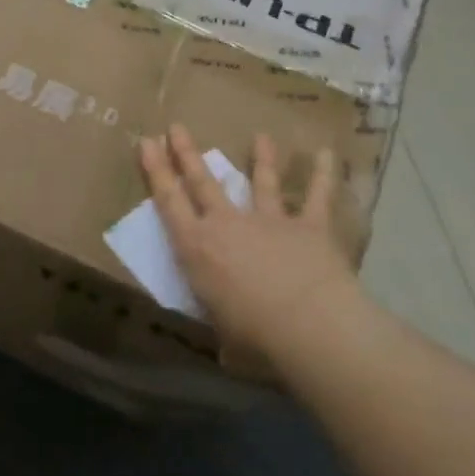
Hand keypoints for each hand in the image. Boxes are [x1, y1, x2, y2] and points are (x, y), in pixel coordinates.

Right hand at [137, 124, 361, 371]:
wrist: (309, 325)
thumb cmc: (253, 336)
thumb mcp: (222, 331)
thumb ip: (223, 324)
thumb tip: (227, 348)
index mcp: (197, 247)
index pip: (168, 201)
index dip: (155, 170)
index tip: (146, 142)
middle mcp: (227, 224)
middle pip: (203, 182)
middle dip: (187, 153)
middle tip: (176, 127)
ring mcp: (269, 220)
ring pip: (261, 182)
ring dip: (261, 159)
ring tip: (260, 137)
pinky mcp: (309, 226)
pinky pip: (318, 197)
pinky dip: (324, 175)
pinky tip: (328, 154)